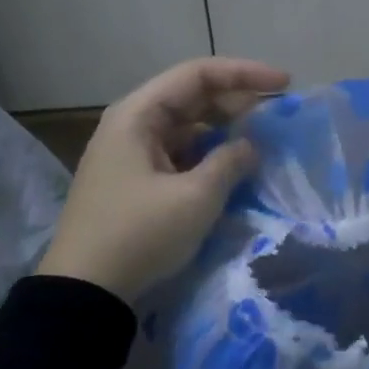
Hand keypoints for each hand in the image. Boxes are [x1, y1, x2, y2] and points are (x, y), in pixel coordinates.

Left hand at [36, 57, 289, 301]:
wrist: (83, 294)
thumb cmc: (139, 235)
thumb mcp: (195, 198)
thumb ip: (230, 162)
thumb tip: (250, 146)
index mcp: (138, 114)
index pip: (197, 74)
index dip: (244, 74)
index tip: (284, 83)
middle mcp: (131, 124)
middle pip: (191, 96)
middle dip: (236, 100)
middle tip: (277, 113)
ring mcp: (130, 153)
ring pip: (186, 126)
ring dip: (223, 128)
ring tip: (260, 139)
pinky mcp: (134, 180)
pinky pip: (178, 152)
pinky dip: (207, 153)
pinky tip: (231, 166)